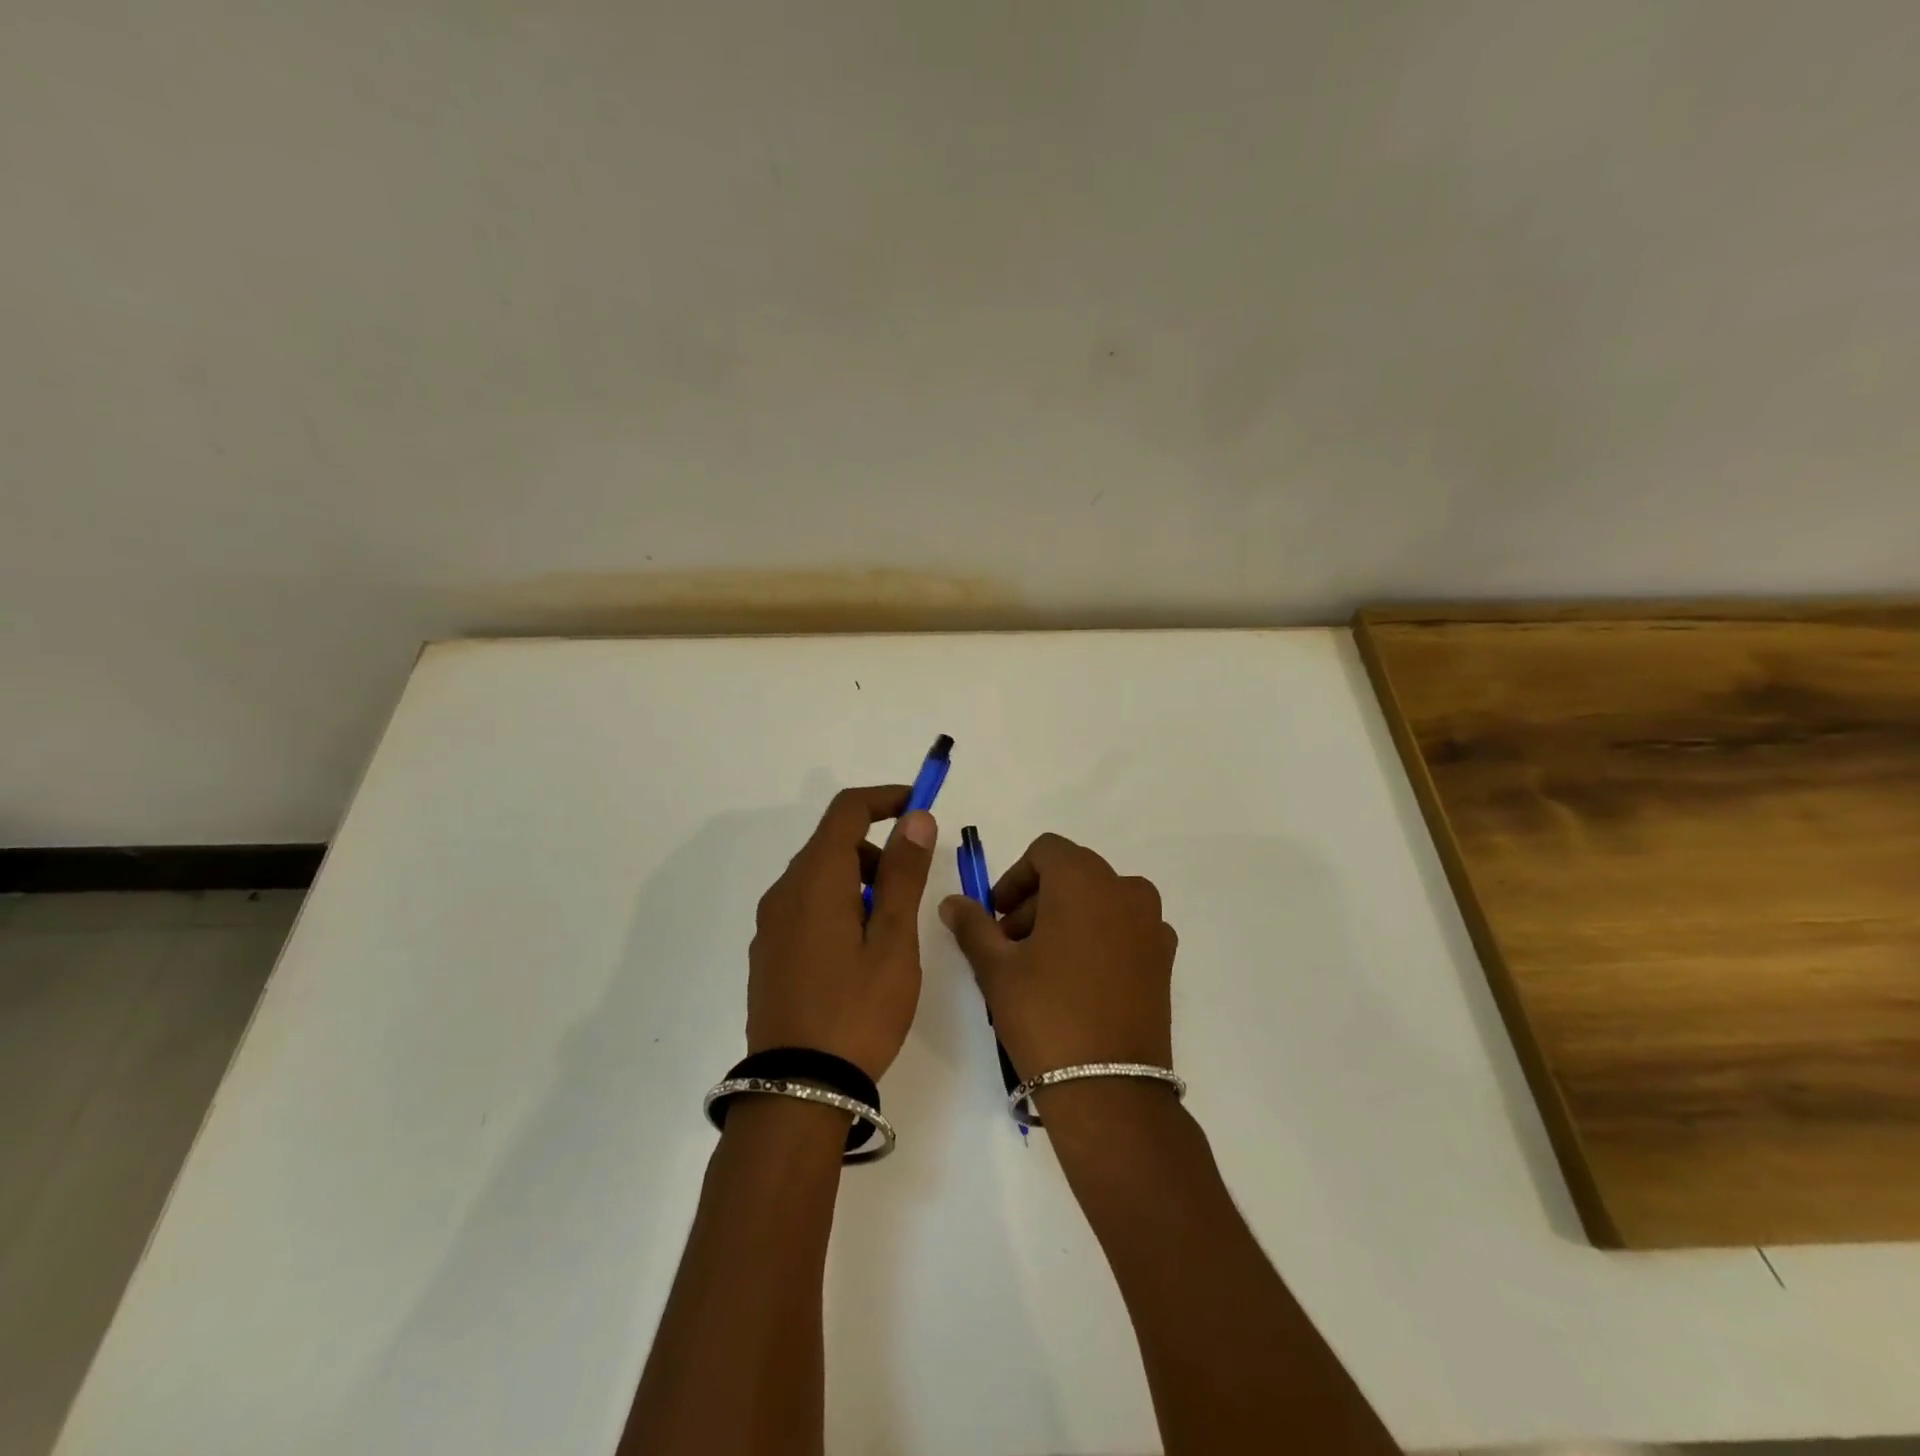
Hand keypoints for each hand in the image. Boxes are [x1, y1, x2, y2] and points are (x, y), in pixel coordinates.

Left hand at [747, 785, 937, 1080]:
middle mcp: (784, 891)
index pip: (847, 810)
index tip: (919, 806)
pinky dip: (837, 906)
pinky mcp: (768, 953)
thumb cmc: (858, 1009)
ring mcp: (771, 924)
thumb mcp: (893, 940)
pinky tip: (856, 954)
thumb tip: (915, 817)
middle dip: (876, 849)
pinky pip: (805, 907)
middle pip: (832, 843)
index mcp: (815, 879)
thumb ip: (904, 873)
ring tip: (888, 932)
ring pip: (819, 877)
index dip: (885, 798)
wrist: (798, 1089)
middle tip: (910, 889)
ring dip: (858, 881)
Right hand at [940, 833, 1175, 1079]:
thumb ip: (972, 925)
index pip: (1045, 851)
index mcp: (1085, 879)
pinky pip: (1124, 929)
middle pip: (1072, 874)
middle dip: (1036, 901)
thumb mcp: (996, 967)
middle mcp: (1126, 890)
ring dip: (1066, 918)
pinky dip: (1098, 938)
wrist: (1109, 1089)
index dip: (1015, 878)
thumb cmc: (1045, 1014)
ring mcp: (1152, 924)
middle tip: (1011, 946)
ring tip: (1041, 966)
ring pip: (1099, 901)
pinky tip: (1078, 982)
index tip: (996, 916)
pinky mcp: (1164, 958)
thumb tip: (952, 901)